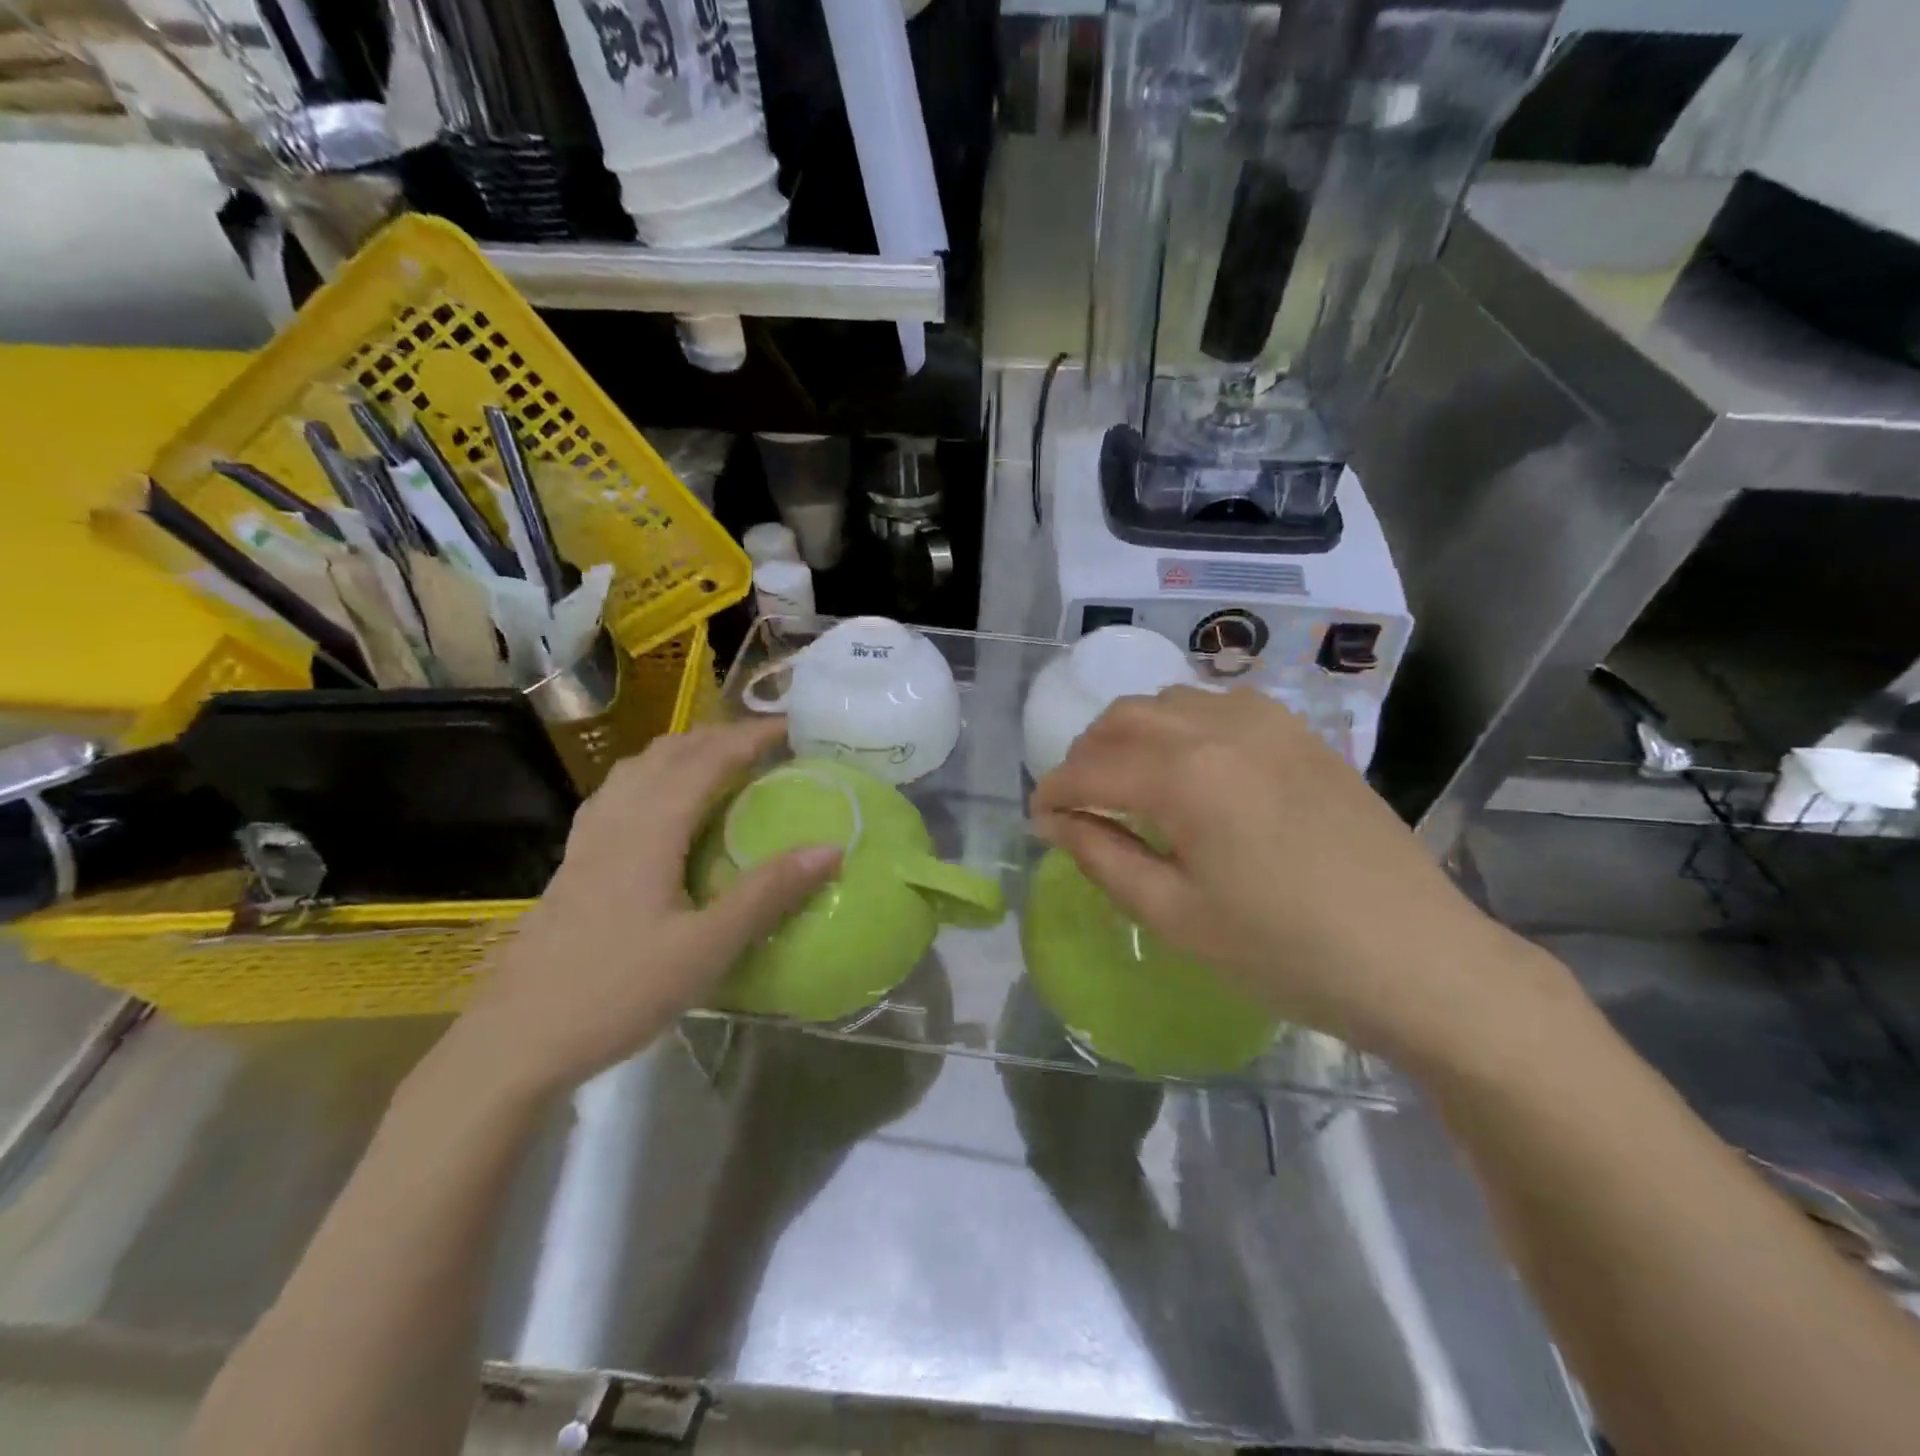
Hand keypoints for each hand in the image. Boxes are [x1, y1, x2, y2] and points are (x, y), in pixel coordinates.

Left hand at [447, 719, 839, 1098]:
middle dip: (719, 736)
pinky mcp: (574, 863)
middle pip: (670, 753)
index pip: (708, 760)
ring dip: (683, 751)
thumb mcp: (706, 948)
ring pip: (637, 768)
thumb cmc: (617, 991)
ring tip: (719, 763)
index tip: (792, 729)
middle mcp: (617, 819)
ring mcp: (588, 840)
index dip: (750, 737)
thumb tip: (830, 849)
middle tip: (765, 746)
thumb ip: (767, 894)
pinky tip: (659, 805)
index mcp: (650, 829)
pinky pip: (617, 794)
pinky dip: (651, 777)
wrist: (517, 1041)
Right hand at [1030, 687, 1571, 1064]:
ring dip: (1132, 734)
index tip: (1038, 820)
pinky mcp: (1303, 733)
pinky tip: (1192, 765)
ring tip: (1129, 782)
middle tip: (1078, 803)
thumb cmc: (1286, 952)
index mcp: (1186, 776)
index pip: (1090, 768)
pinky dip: (1183, 724)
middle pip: (1124, 717)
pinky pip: (1219, 705)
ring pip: (1170, 701)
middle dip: (1086, 755)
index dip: (1053, 792)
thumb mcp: (1176, 916)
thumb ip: (1103, 856)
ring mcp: (1269, 723)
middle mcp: (1222, 728)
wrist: (1420, 961)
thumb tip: (1055, 821)